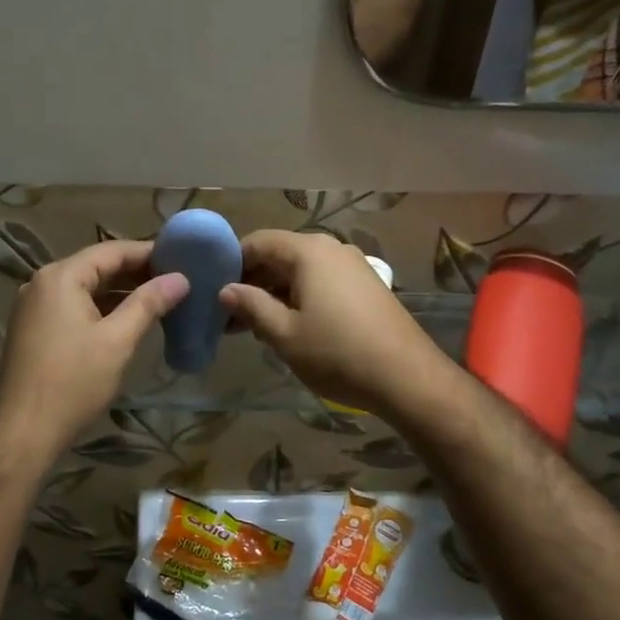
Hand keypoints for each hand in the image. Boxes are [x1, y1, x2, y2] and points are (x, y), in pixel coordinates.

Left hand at [0, 240, 188, 458]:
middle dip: (135, 273)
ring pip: (84, 289)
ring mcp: (33, 307)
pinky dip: (100, 309)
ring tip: (159, 299)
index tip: (182, 259)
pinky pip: (72, 307)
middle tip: (175, 281)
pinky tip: (126, 320)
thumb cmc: (73, 382)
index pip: (111, 251)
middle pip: (96, 267)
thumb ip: (149, 303)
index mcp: (61, 277)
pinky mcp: (33, 330)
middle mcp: (42, 283)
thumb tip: (180, 279)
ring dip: (119, 293)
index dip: (148, 253)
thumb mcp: (117, 340)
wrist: (24, 432)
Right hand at [219, 230, 449, 418]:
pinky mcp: (365, 285)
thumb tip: (226, 290)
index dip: (231, 263)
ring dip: (274, 292)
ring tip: (254, 326)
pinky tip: (289, 326)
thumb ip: (251, 306)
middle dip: (252, 281)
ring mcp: (352, 266)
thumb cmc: (337, 353)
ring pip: (300, 270)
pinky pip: (321, 281)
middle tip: (229, 315)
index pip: (257, 242)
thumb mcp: (284, 334)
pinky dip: (299, 297)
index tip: (212, 290)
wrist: (407, 377)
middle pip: (279, 254)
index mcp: (308, 251)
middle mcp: (331, 248)